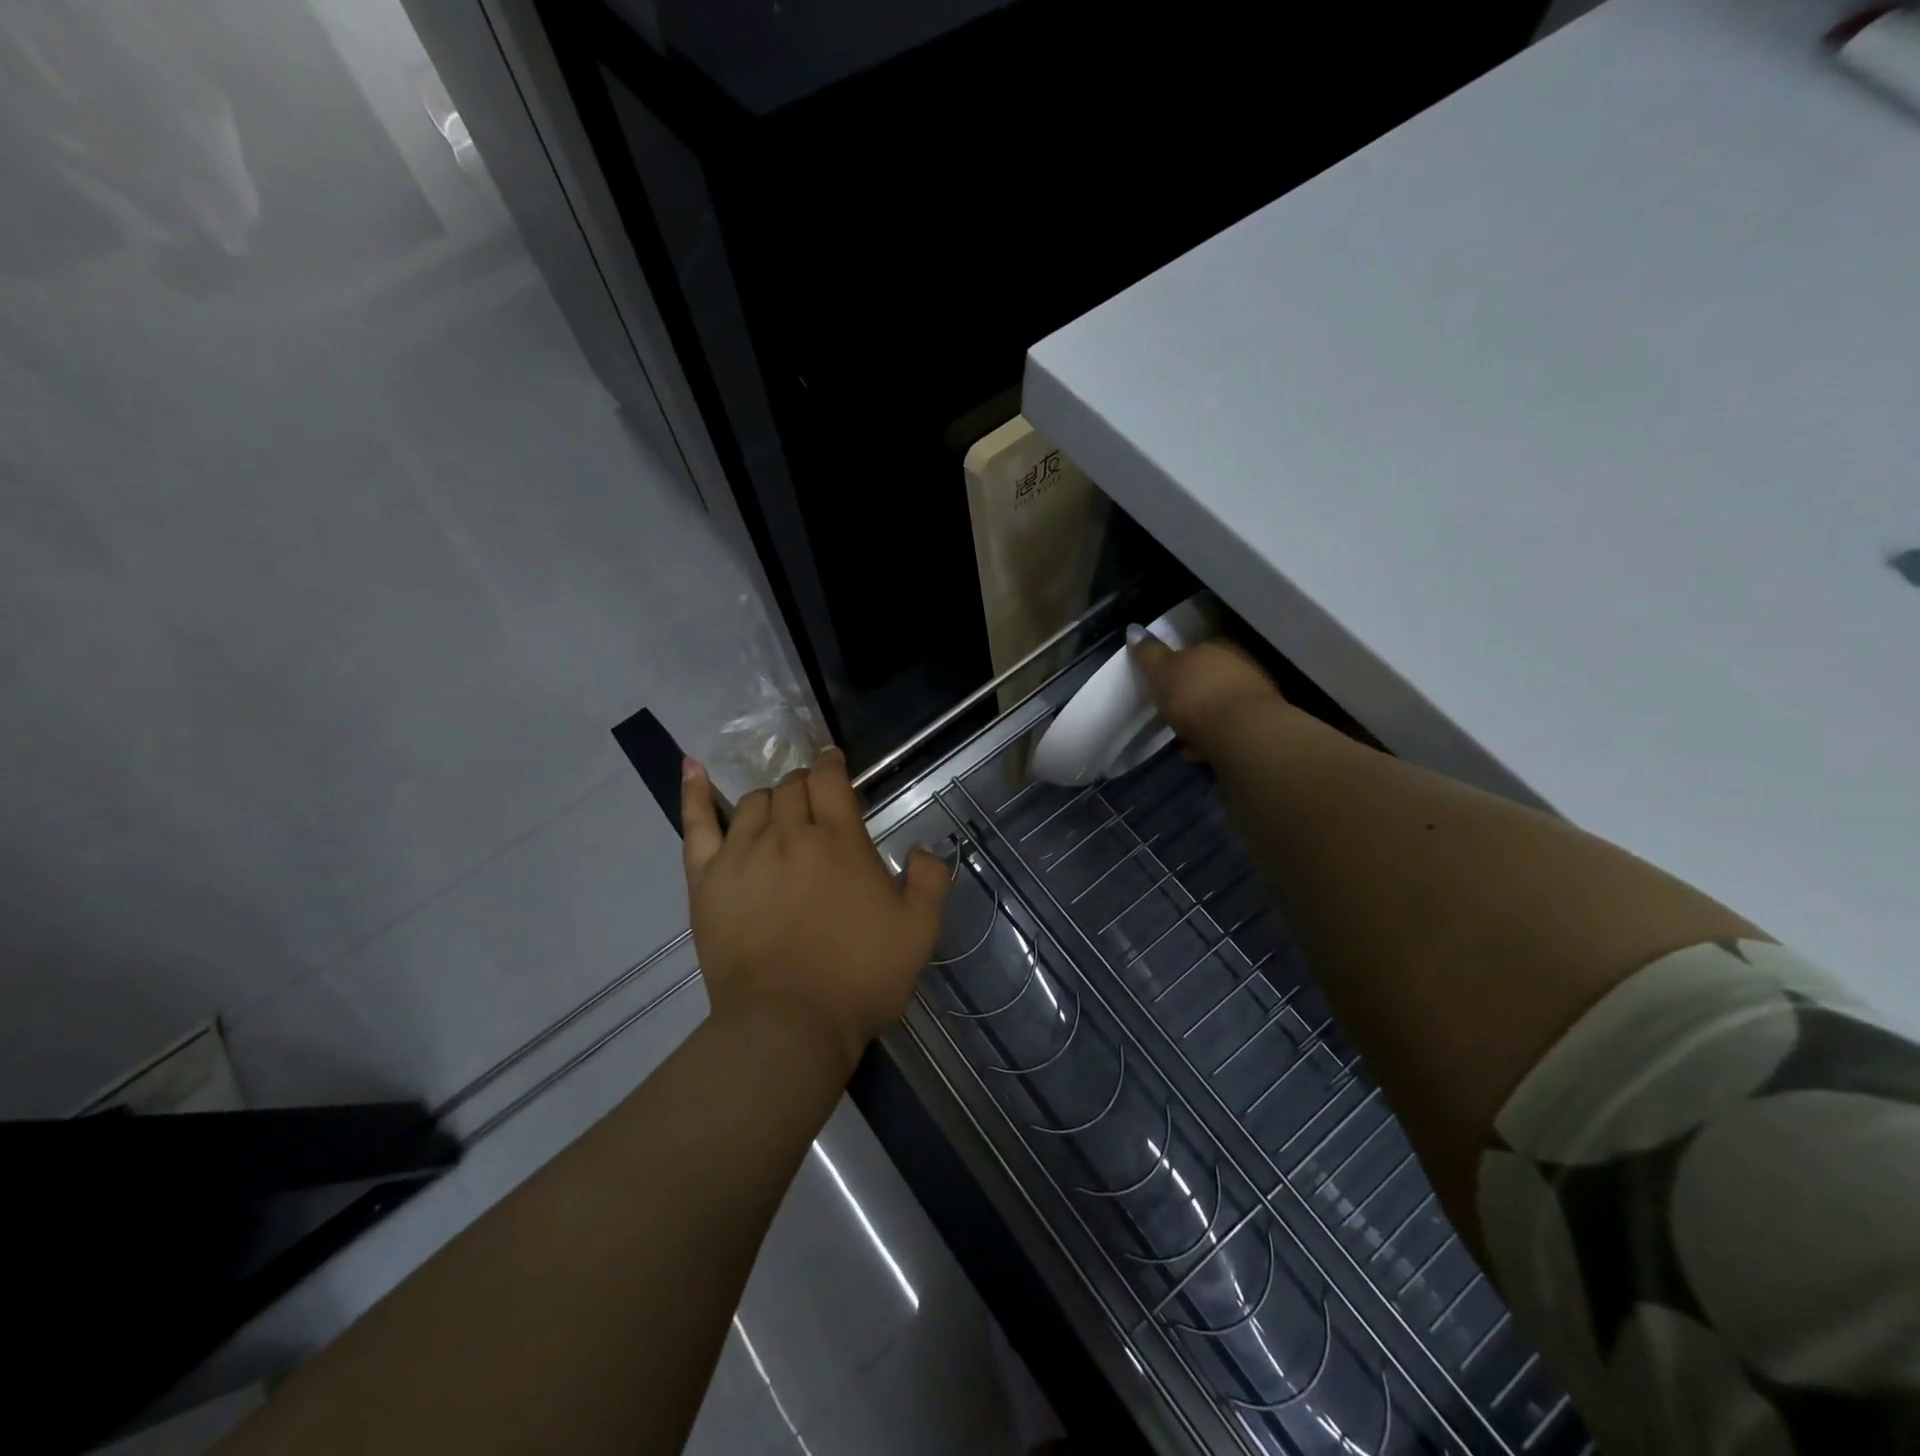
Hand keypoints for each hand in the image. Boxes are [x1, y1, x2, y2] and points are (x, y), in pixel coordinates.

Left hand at [681, 749, 949, 1076]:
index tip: (835, 763)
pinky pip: (696, 823)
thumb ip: (929, 880)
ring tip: (778, 815)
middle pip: (791, 786)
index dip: (832, 764)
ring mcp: (742, 853)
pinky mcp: (706, 878)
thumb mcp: (918, 931)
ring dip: (770, 799)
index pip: (830, 779)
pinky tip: (693, 768)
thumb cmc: (859, 977)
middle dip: (805, 785)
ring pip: (752, 802)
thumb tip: (924, 848)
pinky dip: (693, 793)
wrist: (788, 1024)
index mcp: (839, 840)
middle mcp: (788, 834)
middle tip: (814, 803)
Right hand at [1128, 628, 1288, 755]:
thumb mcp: (1162, 671)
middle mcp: (1240, 663)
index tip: (1163, 685)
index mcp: (1217, 646)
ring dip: (1203, 717)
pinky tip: (1200, 750)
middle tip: (1172, 711)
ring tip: (1183, 737)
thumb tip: (1134, 630)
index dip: (1177, 666)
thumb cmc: (1196, 695)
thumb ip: (1149, 653)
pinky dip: (1213, 736)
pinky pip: (1228, 726)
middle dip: (1192, 692)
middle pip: (1209, 677)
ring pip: (1220, 702)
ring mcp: (1254, 693)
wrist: (1242, 733)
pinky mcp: (1260, 723)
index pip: (1195, 649)